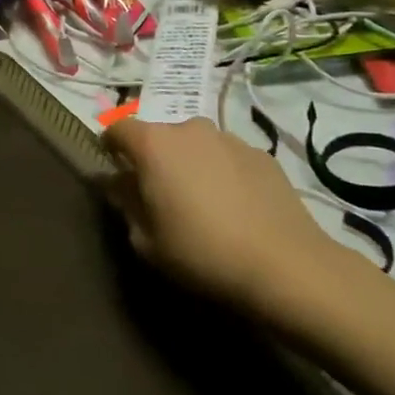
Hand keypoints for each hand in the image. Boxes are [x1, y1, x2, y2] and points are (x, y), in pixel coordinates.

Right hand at [103, 116, 361, 327]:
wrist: (284, 265)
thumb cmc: (201, 252)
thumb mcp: (146, 241)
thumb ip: (126, 205)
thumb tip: (118, 183)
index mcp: (154, 145)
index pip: (118, 129)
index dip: (110, 146)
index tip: (113, 169)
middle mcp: (189, 129)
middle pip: (160, 135)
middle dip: (154, 158)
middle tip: (159, 194)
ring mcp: (229, 138)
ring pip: (196, 145)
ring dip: (190, 163)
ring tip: (201, 202)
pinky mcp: (262, 154)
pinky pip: (228, 157)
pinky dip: (222, 173)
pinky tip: (235, 207)